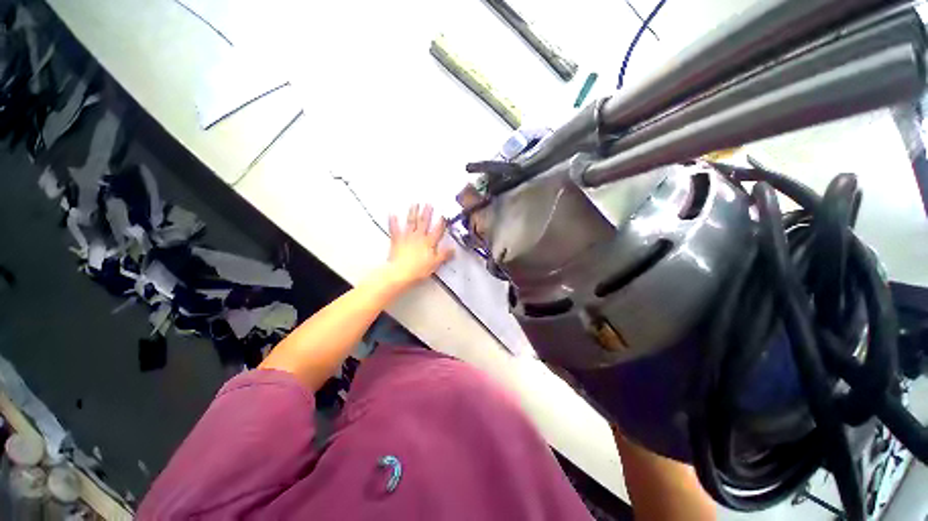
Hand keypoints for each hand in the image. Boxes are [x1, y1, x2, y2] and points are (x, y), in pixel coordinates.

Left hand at [385, 204, 453, 287]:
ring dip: (412, 212)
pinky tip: (392, 214)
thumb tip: (453, 249)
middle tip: (428, 204)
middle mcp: (418, 237)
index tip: (443, 215)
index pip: (437, 230)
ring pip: (411, 222)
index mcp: (429, 243)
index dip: (441, 223)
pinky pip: (394, 229)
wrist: (400, 273)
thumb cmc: (418, 269)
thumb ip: (444, 255)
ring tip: (414, 204)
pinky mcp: (396, 241)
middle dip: (427, 213)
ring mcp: (407, 237)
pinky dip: (393, 221)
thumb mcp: (435, 263)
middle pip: (424, 223)